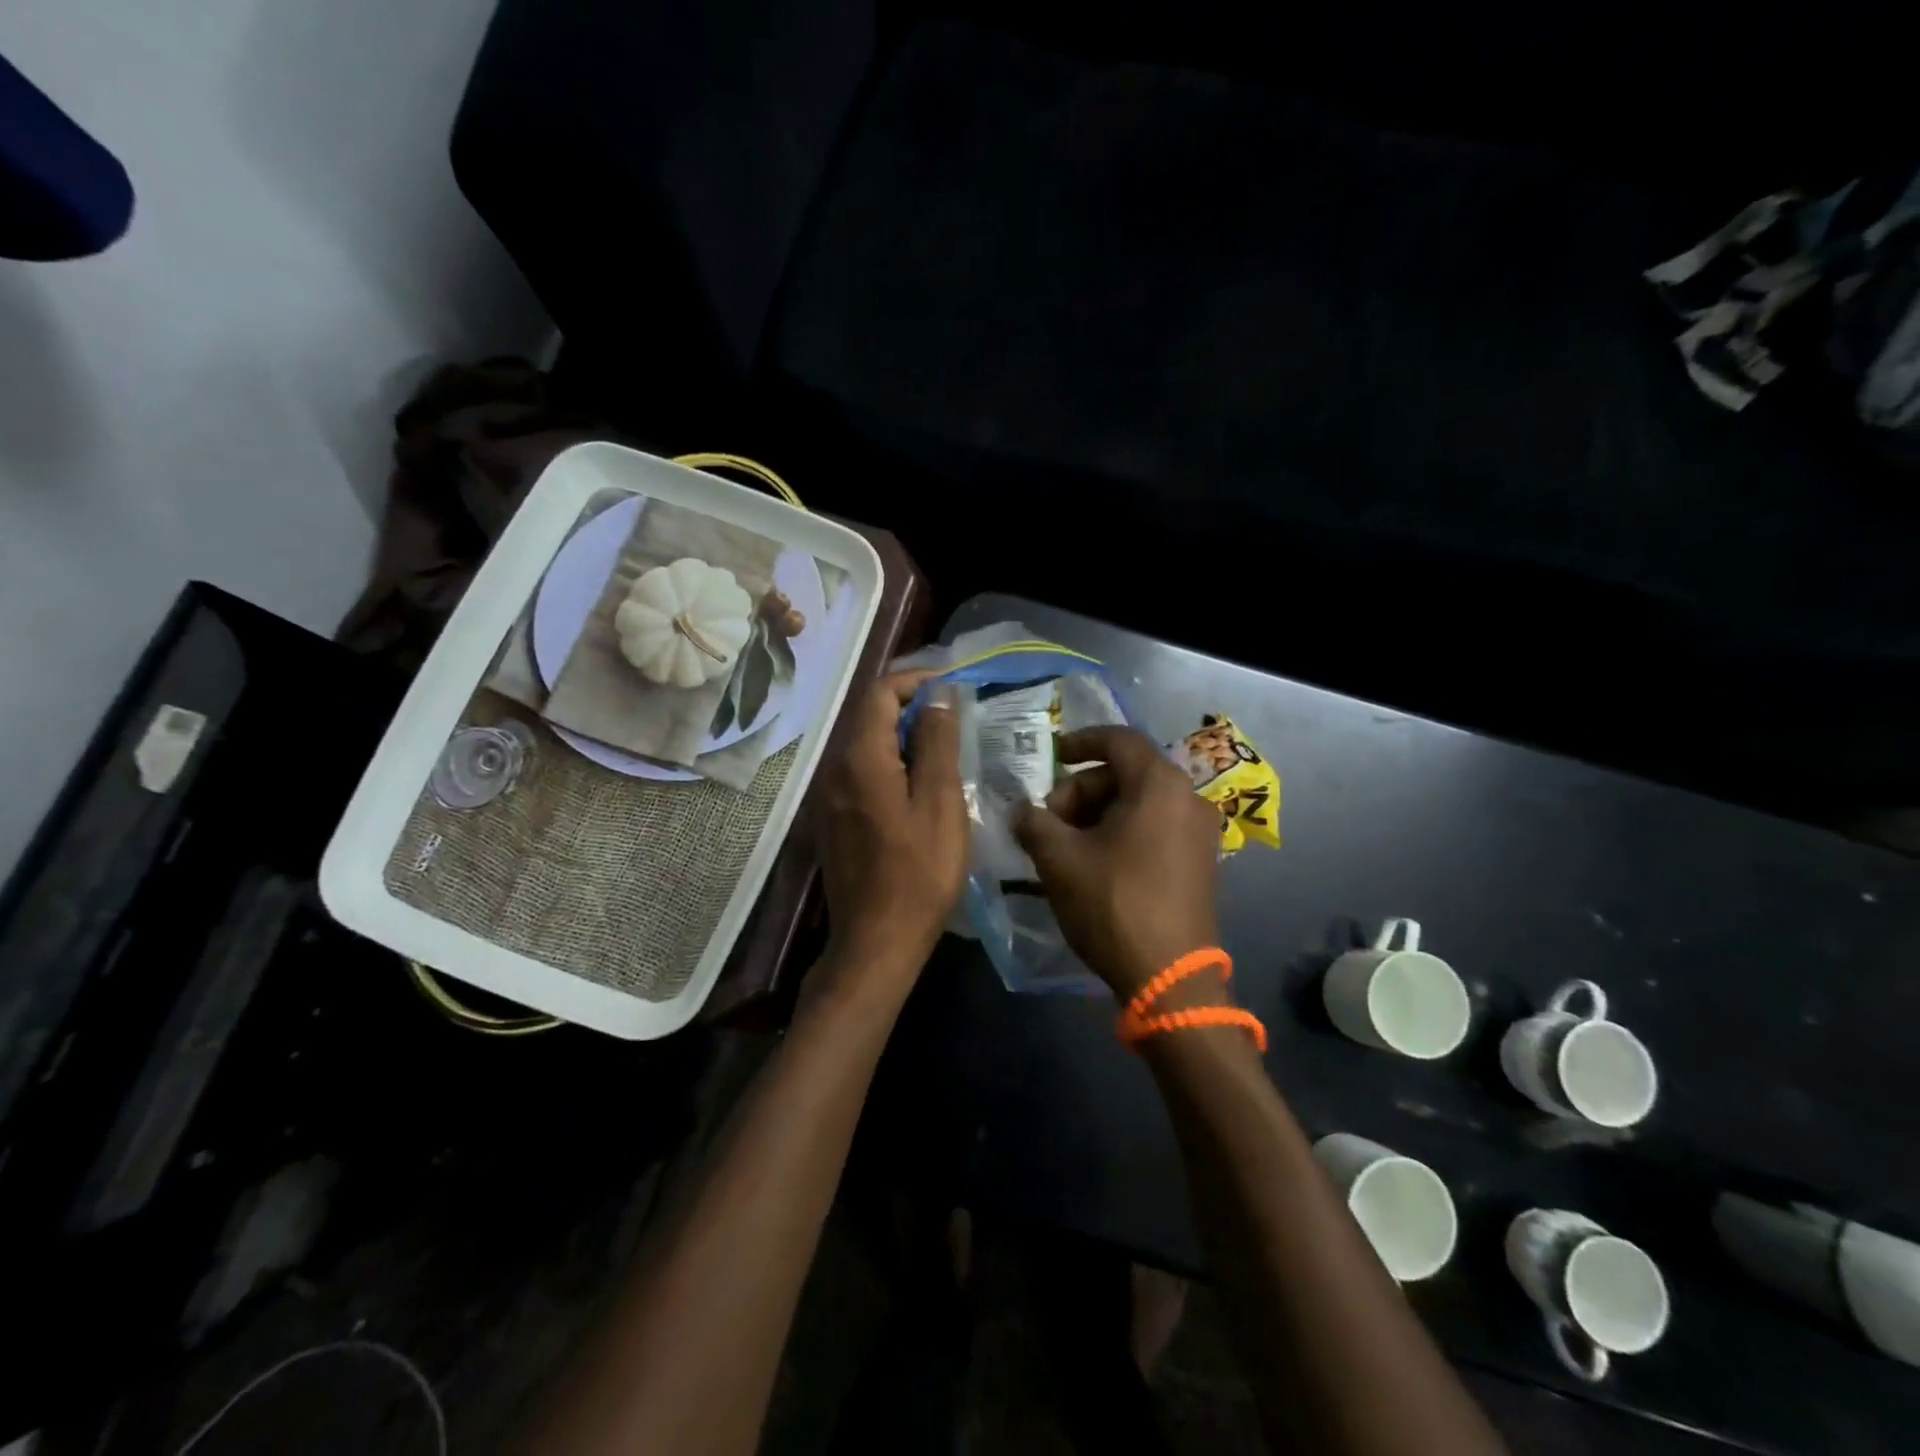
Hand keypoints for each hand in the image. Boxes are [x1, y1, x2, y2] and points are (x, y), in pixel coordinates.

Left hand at [814, 670, 967, 1000]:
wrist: (876, 941)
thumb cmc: (919, 872)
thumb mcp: (940, 802)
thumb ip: (938, 742)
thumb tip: (938, 696)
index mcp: (859, 758)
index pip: (879, 693)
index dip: (915, 682)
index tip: (952, 689)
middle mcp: (835, 769)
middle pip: (869, 717)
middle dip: (911, 708)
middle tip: (955, 720)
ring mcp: (829, 797)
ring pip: (866, 746)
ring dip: (903, 738)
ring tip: (945, 752)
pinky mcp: (834, 820)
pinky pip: (862, 774)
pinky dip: (891, 765)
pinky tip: (920, 788)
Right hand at [1013, 726, 1220, 999]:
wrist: (1170, 978)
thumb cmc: (1114, 904)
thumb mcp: (1059, 859)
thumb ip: (1034, 822)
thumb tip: (1021, 810)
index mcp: (1160, 785)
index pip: (1118, 739)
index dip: (1080, 742)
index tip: (1052, 757)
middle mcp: (1188, 798)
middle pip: (1125, 773)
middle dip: (1080, 791)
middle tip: (1048, 822)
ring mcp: (1199, 832)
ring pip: (1138, 803)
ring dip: (1096, 815)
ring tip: (1064, 848)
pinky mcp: (1199, 862)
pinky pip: (1154, 828)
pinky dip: (1120, 832)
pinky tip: (1093, 864)